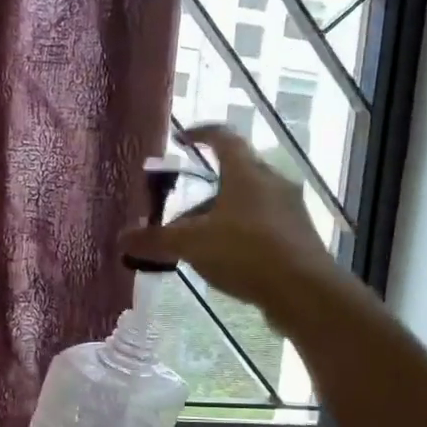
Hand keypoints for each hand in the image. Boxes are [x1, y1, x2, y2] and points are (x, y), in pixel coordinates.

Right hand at [120, 125, 343, 324]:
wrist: (304, 292)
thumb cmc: (246, 252)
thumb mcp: (192, 244)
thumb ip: (156, 240)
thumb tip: (122, 239)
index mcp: (246, 172)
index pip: (223, 138)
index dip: (201, 134)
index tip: (182, 138)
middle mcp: (272, 183)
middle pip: (234, 175)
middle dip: (204, 193)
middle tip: (180, 214)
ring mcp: (289, 210)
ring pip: (248, 203)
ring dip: (221, 217)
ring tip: (198, 244)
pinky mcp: (299, 237)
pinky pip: (262, 227)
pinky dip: (240, 235)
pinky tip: (226, 261)